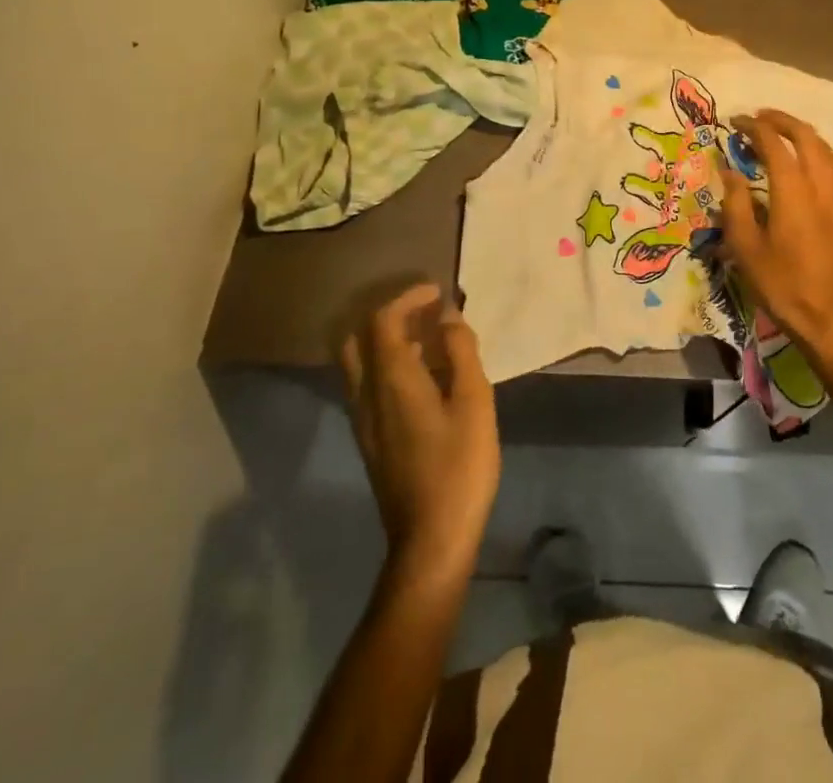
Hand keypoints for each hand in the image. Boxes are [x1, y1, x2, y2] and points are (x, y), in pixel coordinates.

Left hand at [339, 284, 500, 587]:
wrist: (430, 539)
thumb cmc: (459, 466)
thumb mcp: (474, 402)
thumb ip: (461, 353)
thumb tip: (448, 317)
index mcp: (391, 380)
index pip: (383, 320)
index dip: (408, 297)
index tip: (438, 292)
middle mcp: (367, 394)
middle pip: (358, 338)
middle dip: (389, 314)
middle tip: (425, 312)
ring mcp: (364, 419)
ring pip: (360, 362)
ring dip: (388, 339)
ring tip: (430, 338)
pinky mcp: (370, 439)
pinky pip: (368, 384)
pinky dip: (388, 363)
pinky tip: (424, 376)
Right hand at [719, 109, 832, 359]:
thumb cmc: (783, 285)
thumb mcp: (746, 248)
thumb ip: (736, 204)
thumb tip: (729, 171)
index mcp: (793, 189)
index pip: (773, 142)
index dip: (753, 127)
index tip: (736, 123)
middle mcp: (822, 184)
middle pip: (806, 136)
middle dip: (781, 121)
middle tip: (759, 119)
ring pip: (828, 151)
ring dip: (805, 136)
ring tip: (785, 136)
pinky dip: (830, 160)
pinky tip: (823, 168)